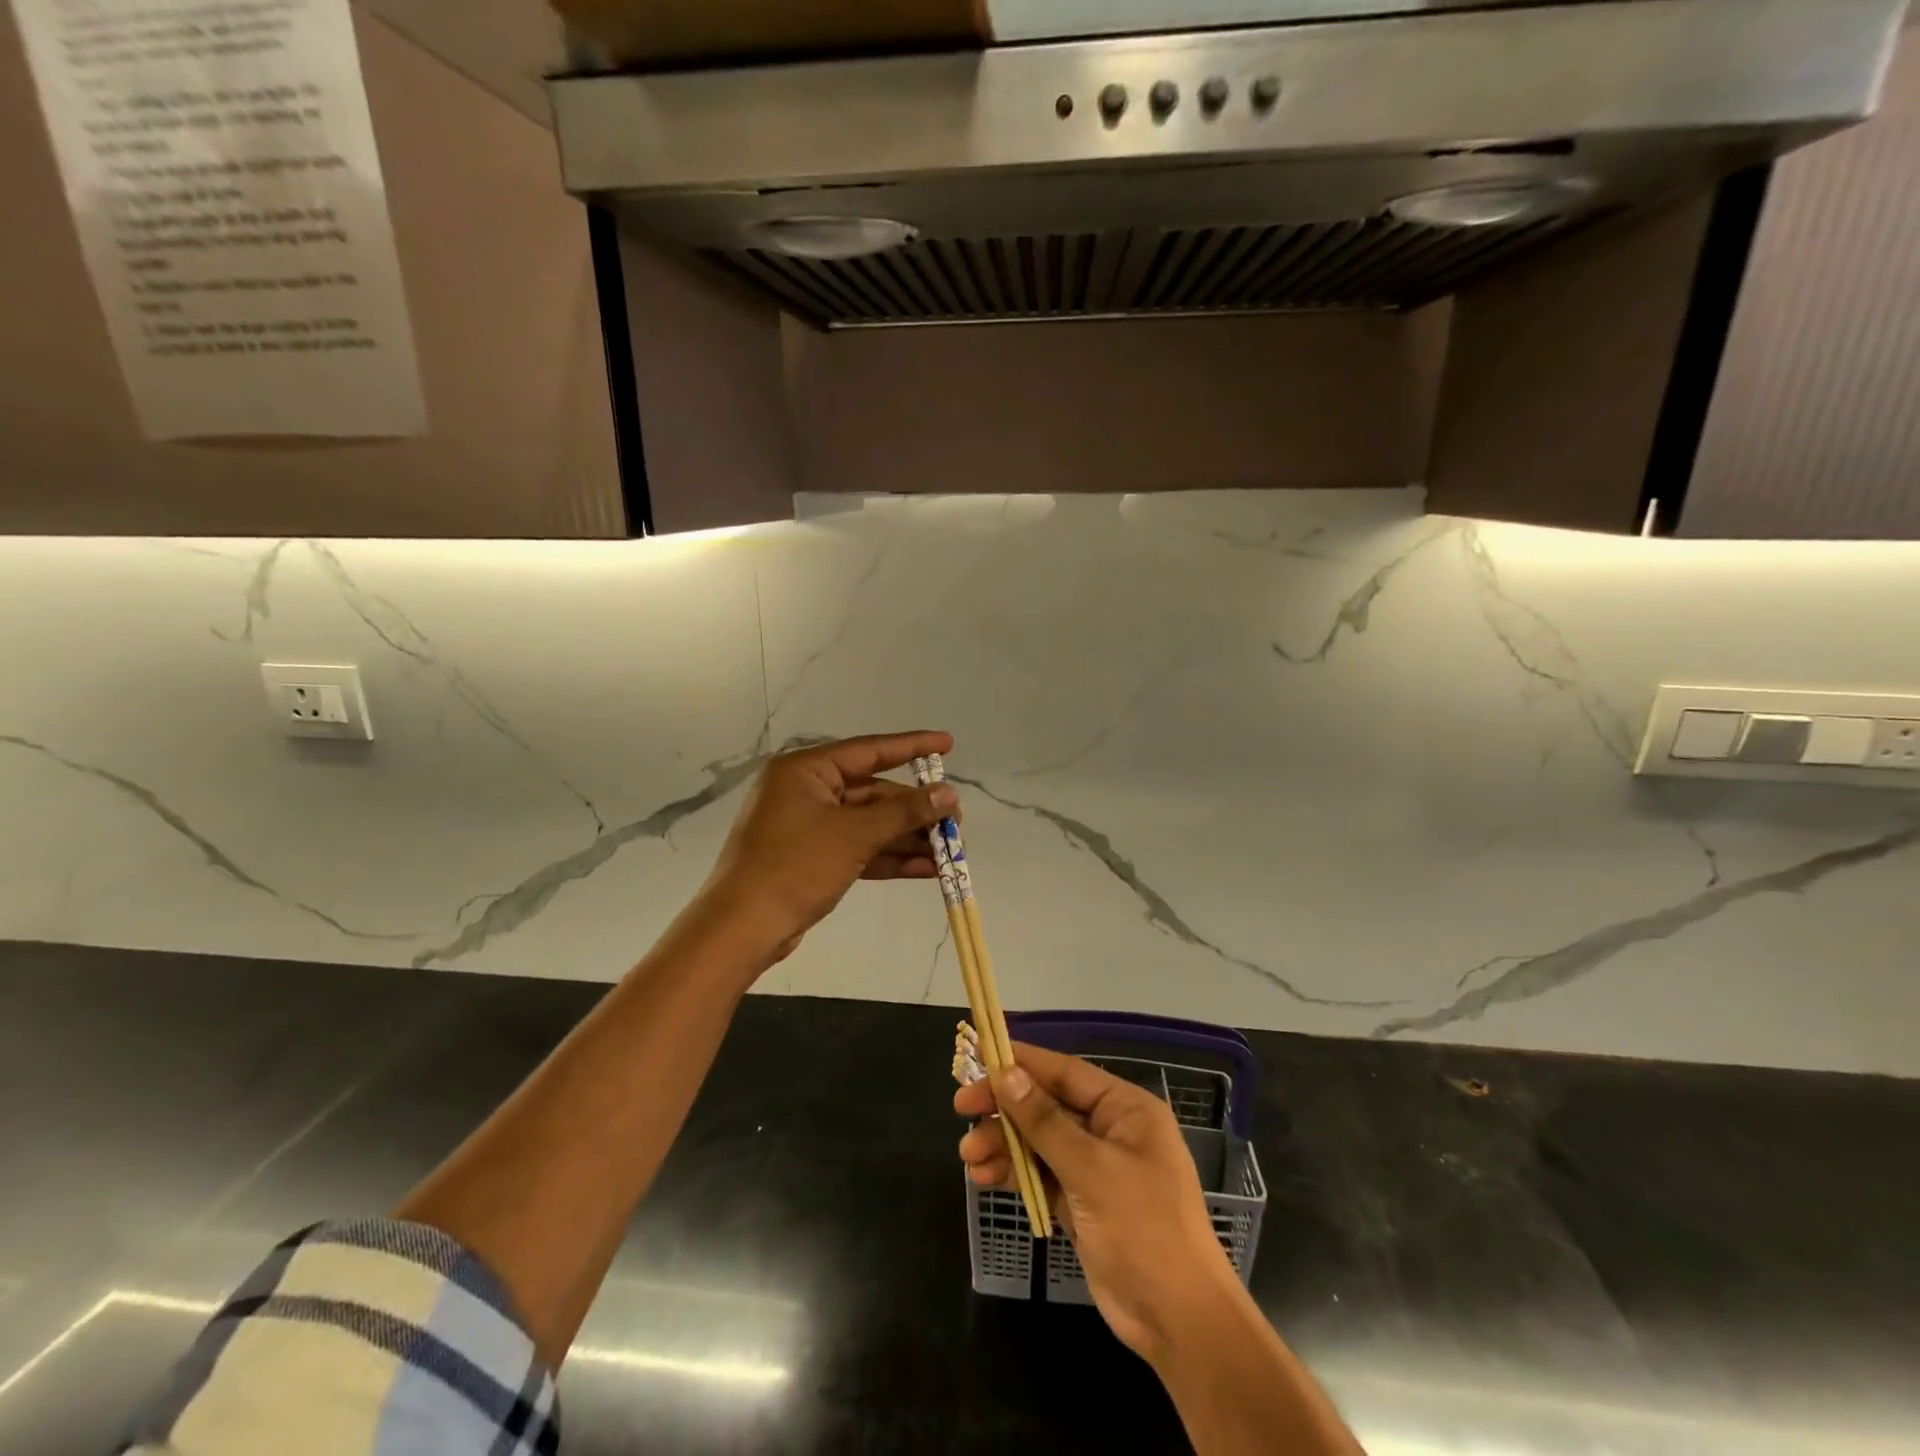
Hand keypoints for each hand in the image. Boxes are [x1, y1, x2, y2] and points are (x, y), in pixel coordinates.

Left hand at [698, 731, 957, 963]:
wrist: (742, 928)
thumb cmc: (794, 867)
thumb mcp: (854, 835)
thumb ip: (904, 813)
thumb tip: (949, 794)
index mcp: (806, 770)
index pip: (870, 750)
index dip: (912, 746)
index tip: (948, 744)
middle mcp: (807, 791)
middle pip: (873, 792)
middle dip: (915, 810)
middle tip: (956, 820)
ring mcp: (809, 826)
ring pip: (869, 824)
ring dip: (908, 838)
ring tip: (951, 850)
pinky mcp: (813, 858)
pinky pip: (859, 848)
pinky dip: (889, 857)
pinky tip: (928, 869)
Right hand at [956, 1043, 1242, 1366]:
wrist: (1178, 1321)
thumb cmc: (1144, 1228)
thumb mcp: (1091, 1169)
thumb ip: (1044, 1121)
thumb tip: (1007, 1074)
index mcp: (1125, 1109)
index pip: (1065, 1072)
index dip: (1022, 1061)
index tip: (980, 1053)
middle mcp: (1110, 1130)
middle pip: (1047, 1105)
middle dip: (1005, 1108)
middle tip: (961, 1108)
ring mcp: (1095, 1168)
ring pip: (1039, 1141)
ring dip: (1003, 1144)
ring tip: (967, 1155)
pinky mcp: (1081, 1203)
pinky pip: (1041, 1174)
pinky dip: (1013, 1174)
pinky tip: (982, 1177)